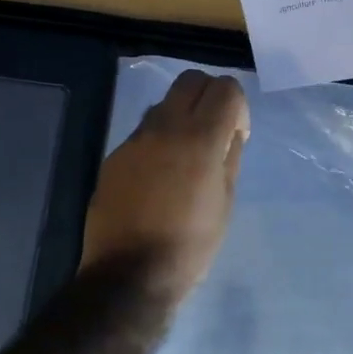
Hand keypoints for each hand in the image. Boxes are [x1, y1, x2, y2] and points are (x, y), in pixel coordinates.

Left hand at [81, 69, 249, 305]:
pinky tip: (159, 176)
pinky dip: (158, 140)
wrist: (131, 273)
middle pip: (190, 80)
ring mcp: (134, 140)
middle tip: (214, 128)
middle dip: (209, 95)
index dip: (238, 104)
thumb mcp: (225, 203)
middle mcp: (164, 128)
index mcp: (200, 139)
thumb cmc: (191, 245)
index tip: (237, 134)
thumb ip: (230, 158)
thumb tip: (230, 133)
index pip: (225, 88)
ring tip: (185, 155)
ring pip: (163, 104)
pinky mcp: (114, 156)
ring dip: (181, 115)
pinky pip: (142, 133)